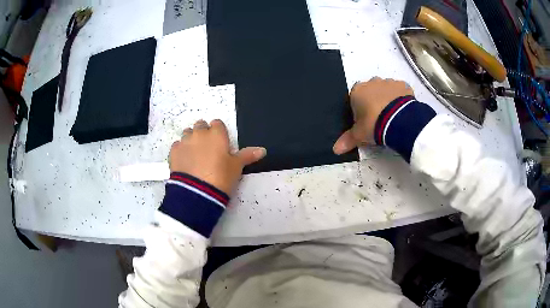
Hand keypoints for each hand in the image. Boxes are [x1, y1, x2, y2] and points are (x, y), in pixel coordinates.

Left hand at [169, 119, 265, 194]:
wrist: (197, 192)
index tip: (220, 143)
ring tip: (195, 154)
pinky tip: (185, 161)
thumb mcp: (236, 167)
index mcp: (216, 134)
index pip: (217, 124)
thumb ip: (248, 155)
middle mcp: (199, 133)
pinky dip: (181, 150)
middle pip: (200, 125)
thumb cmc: (221, 177)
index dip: (218, 132)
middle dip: (203, 133)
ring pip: (187, 133)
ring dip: (191, 139)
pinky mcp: (173, 152)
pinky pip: (177, 145)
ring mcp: (184, 142)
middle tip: (207, 149)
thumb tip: (263, 150)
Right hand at [333, 77, 413, 153]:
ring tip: (392, 116)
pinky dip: (401, 99)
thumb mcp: (359, 135)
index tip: (365, 120)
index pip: (354, 98)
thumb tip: (336, 149)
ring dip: (388, 99)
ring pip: (386, 89)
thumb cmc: (374, 124)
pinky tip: (403, 111)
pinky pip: (400, 91)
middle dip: (374, 101)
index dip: (359, 109)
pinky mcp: (403, 85)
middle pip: (371, 91)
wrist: (400, 120)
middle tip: (379, 119)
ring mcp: (388, 82)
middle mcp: (372, 82)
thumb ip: (347, 140)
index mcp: (357, 91)